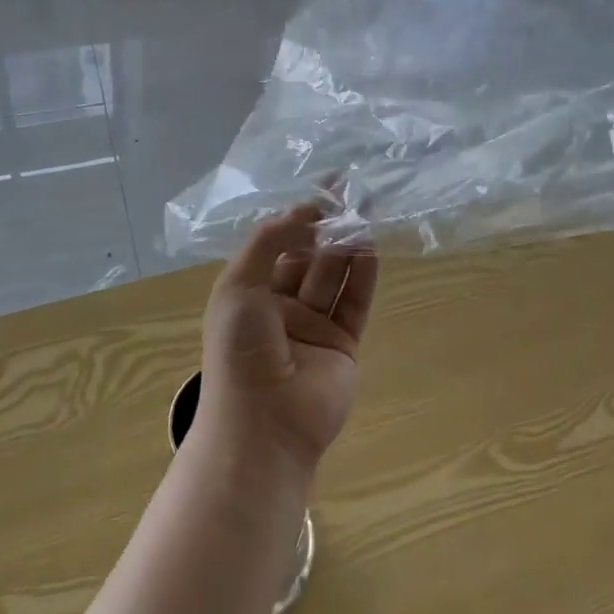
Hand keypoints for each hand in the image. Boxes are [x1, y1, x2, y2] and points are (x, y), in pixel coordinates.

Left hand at [198, 207, 378, 475]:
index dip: (299, 216)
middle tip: (353, 194)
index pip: (278, 244)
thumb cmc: (240, 349)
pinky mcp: (343, 344)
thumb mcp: (240, 284)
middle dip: (328, 226)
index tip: (324, 188)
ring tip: (367, 212)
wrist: (263, 424)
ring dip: (349, 245)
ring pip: (334, 275)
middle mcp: (282, 306)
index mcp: (250, 292)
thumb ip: (271, 242)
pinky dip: (364, 274)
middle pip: (310, 256)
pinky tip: (373, 247)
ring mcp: (314, 326)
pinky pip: (354, 302)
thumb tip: (305, 211)